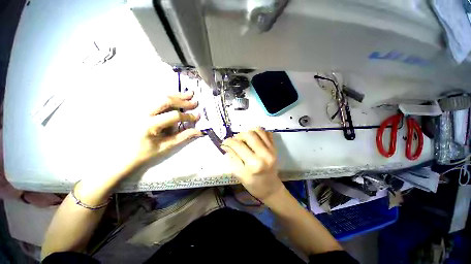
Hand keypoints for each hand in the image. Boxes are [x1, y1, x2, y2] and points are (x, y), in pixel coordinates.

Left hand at [134, 91, 202, 164]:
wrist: (124, 155)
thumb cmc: (146, 152)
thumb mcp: (166, 146)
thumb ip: (184, 137)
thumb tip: (199, 131)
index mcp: (149, 125)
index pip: (173, 116)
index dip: (188, 116)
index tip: (198, 116)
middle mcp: (143, 113)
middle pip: (165, 101)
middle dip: (182, 101)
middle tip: (195, 102)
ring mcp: (139, 108)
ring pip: (160, 97)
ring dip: (176, 96)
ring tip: (189, 94)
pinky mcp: (139, 108)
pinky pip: (155, 99)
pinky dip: (168, 97)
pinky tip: (176, 96)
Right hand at [221, 128, 283, 200]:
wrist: (271, 188)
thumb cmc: (253, 184)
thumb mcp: (239, 174)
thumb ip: (232, 158)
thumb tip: (226, 145)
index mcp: (253, 164)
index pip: (238, 146)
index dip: (229, 141)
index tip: (224, 142)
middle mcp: (264, 154)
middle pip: (249, 135)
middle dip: (239, 136)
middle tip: (235, 141)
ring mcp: (271, 150)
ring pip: (258, 131)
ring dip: (248, 132)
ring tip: (244, 139)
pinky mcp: (275, 148)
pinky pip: (267, 133)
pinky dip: (258, 132)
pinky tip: (254, 138)